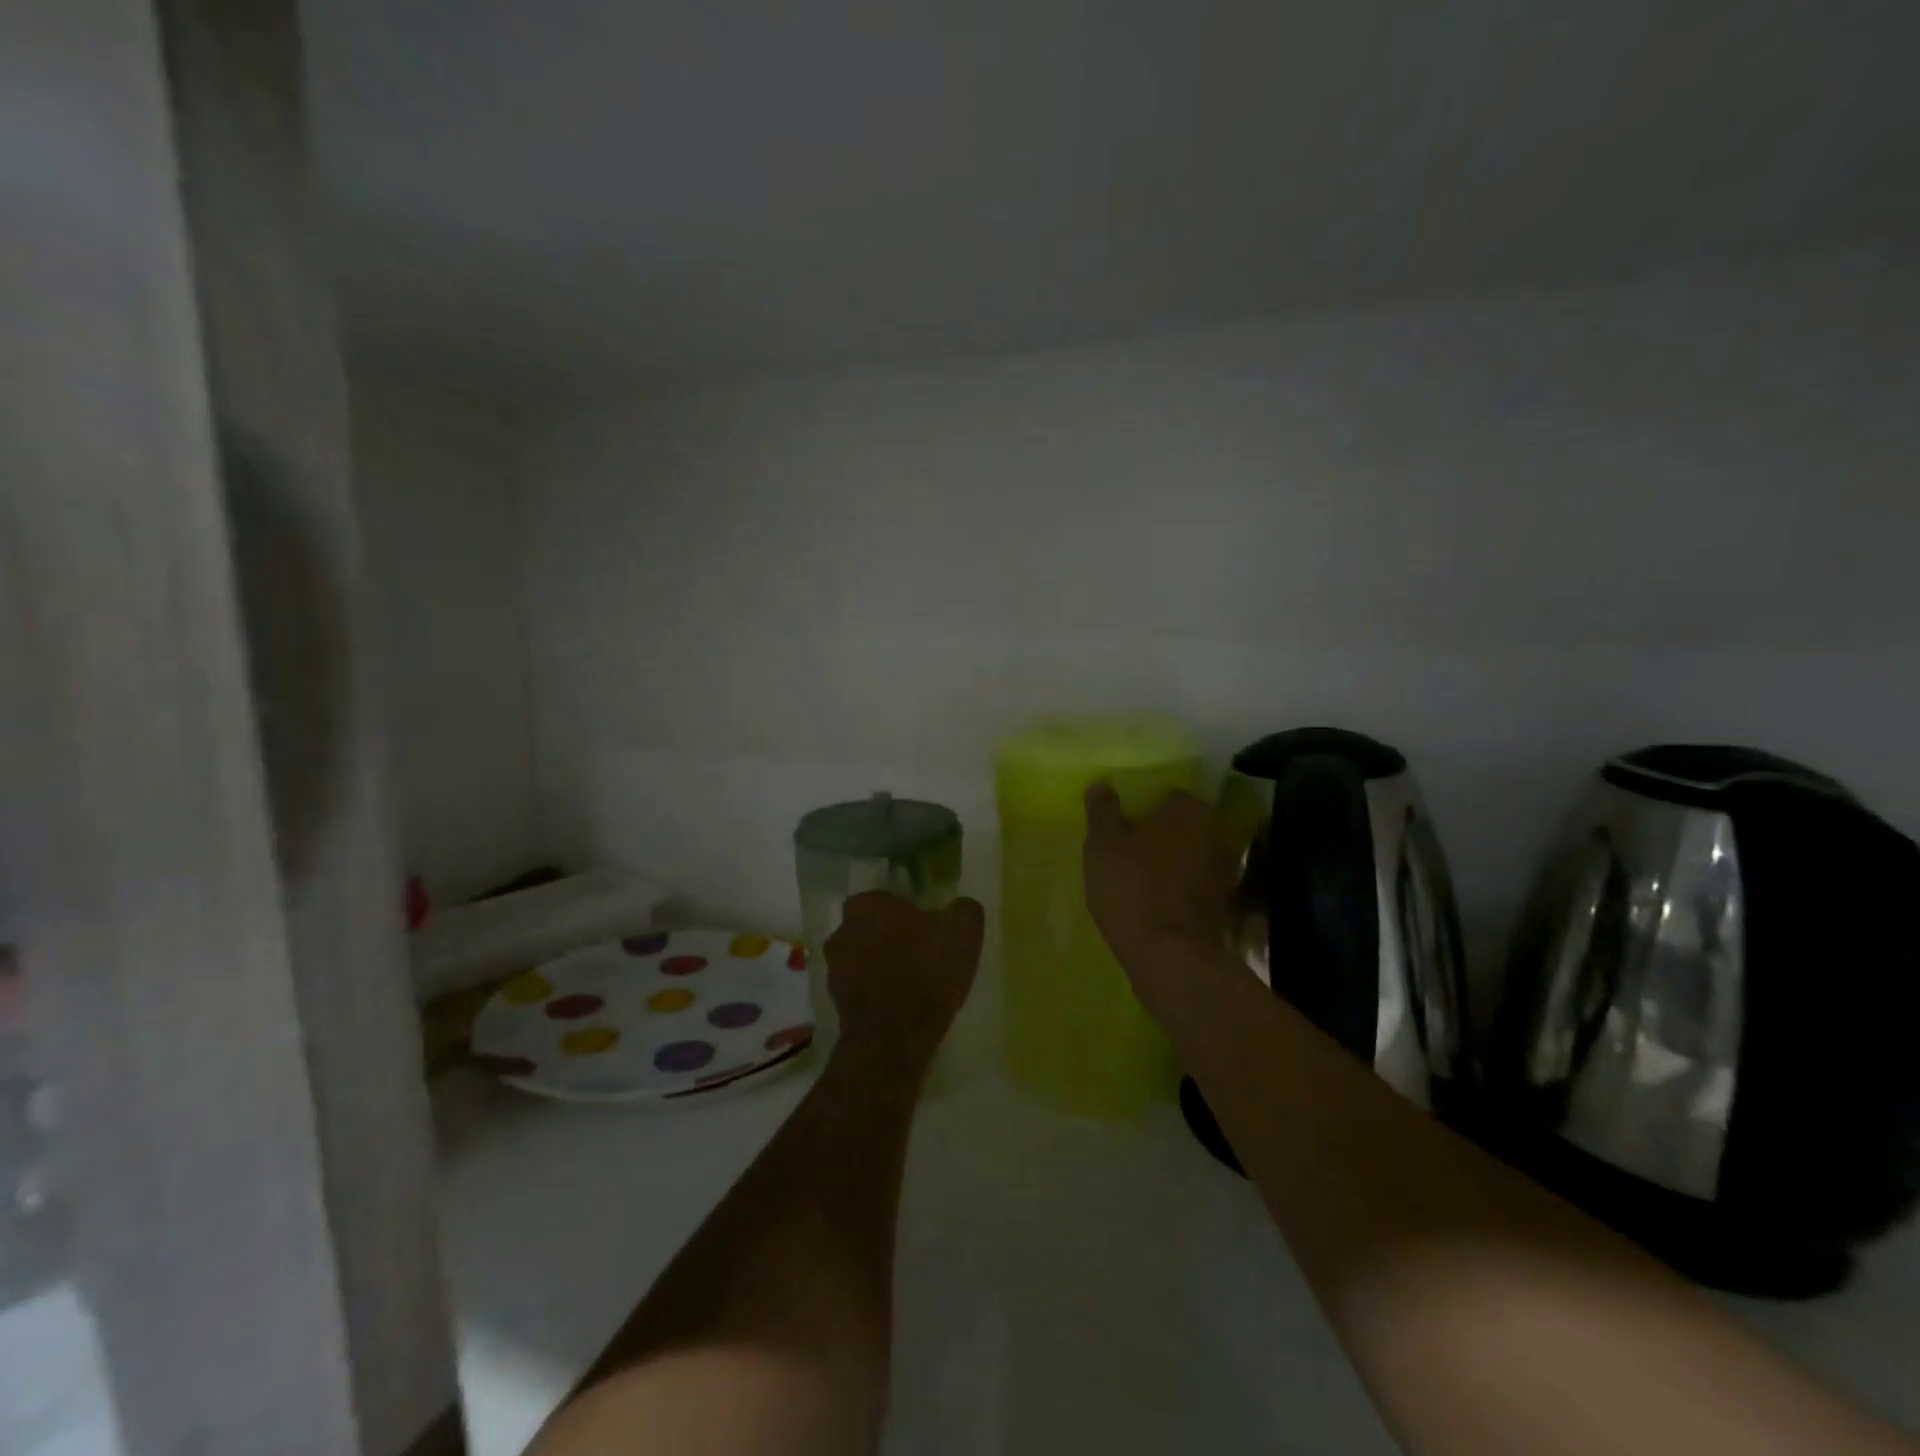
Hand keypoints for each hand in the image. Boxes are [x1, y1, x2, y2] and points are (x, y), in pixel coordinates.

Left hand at [825, 891, 984, 1078]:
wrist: (894, 1039)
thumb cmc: (927, 974)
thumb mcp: (963, 934)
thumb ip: (963, 909)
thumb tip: (960, 905)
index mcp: (868, 904)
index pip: (888, 898)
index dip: (909, 913)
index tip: (928, 929)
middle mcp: (842, 929)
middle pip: (872, 926)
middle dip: (891, 936)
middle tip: (921, 953)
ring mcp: (833, 966)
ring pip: (863, 955)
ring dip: (881, 963)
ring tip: (912, 983)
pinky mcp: (833, 998)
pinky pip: (859, 985)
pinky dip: (875, 990)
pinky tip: (899, 1004)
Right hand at [1083, 784, 1237, 1006]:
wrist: (1171, 956)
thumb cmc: (1133, 888)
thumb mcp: (1103, 845)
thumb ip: (1103, 811)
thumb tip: (1102, 784)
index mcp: (1188, 809)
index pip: (1167, 794)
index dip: (1143, 807)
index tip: (1124, 824)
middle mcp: (1216, 832)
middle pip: (1183, 825)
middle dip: (1161, 834)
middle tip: (1130, 850)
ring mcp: (1225, 870)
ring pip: (1192, 855)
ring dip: (1173, 862)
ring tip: (1142, 879)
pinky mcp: (1225, 904)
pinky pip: (1197, 885)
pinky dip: (1182, 889)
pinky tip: (1159, 902)